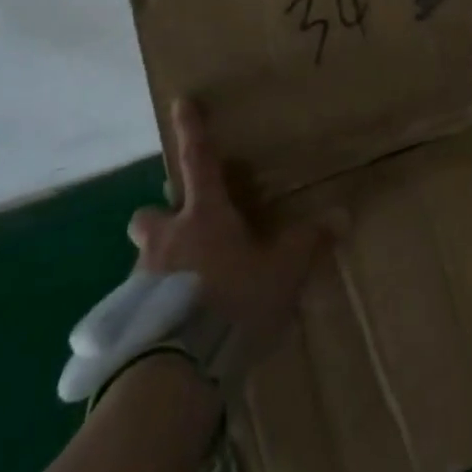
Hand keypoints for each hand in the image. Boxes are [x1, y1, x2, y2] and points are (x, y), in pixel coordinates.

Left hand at [128, 98, 329, 380]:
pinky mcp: (128, 317)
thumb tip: (343, 215)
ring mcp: (141, 278)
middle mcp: (166, 239)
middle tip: (180, 227)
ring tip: (187, 287)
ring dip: (162, 262)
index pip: (198, 161)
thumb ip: (309, 242)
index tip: (180, 102)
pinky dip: (157, 303)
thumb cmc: (233, 302)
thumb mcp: (282, 272)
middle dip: (160, 215)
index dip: (192, 130)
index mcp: (204, 217)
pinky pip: (141, 299)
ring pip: (146, 256)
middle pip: (149, 215)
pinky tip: (176, 324)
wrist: (176, 369)